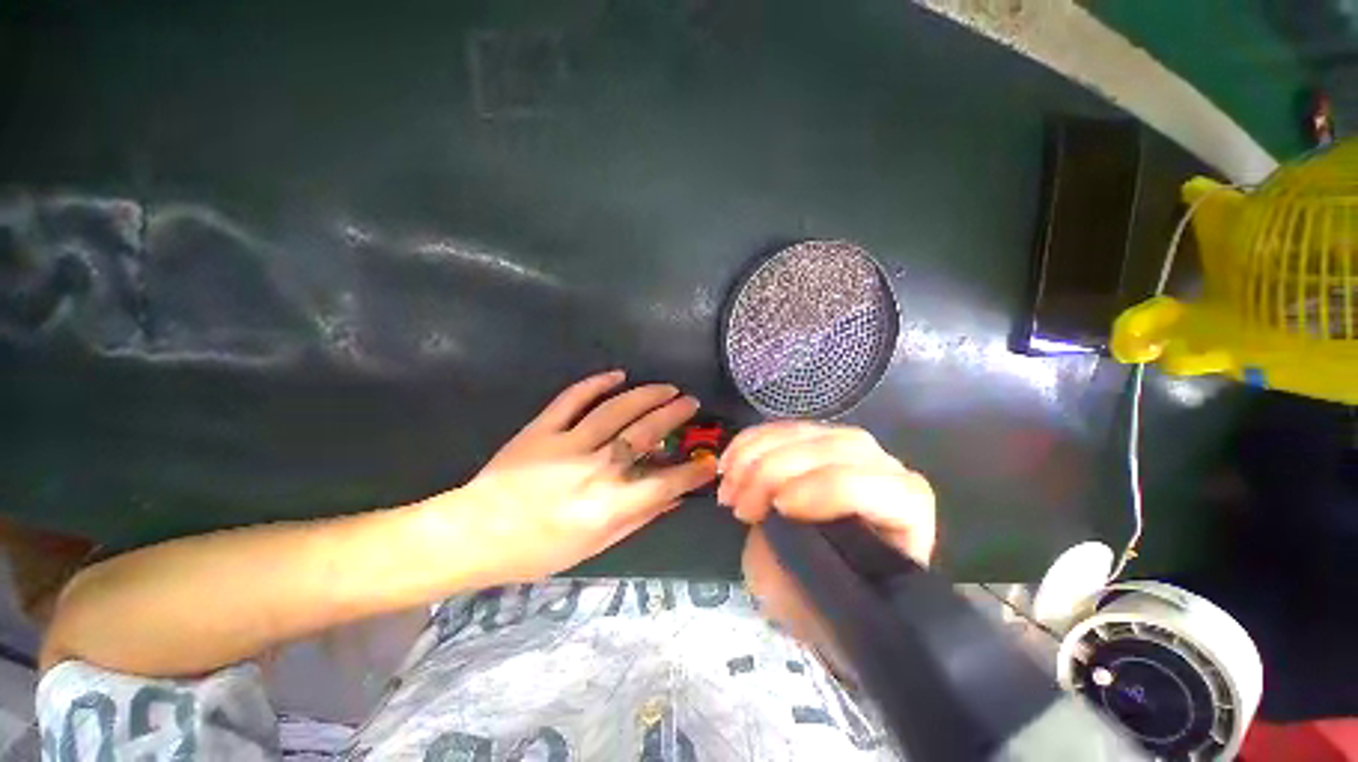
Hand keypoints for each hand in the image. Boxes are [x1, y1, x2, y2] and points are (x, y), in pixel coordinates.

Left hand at [445, 370, 716, 583]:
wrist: (476, 534)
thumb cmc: (538, 550)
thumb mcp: (595, 546)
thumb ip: (637, 519)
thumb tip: (672, 500)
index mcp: (608, 504)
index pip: (665, 482)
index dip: (693, 471)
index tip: (710, 460)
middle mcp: (596, 468)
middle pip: (645, 433)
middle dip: (674, 415)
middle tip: (690, 402)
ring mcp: (568, 443)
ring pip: (617, 410)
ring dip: (646, 394)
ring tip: (666, 387)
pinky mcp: (543, 428)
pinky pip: (573, 399)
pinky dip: (596, 383)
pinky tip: (617, 374)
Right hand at [717, 421, 935, 660]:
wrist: (828, 583)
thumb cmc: (829, 599)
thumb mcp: (813, 599)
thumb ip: (800, 563)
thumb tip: (774, 521)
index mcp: (905, 512)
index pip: (874, 487)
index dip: (823, 489)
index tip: (776, 508)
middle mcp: (885, 470)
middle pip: (833, 449)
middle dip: (774, 471)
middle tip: (738, 505)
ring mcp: (850, 448)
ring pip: (804, 432)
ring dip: (755, 454)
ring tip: (727, 485)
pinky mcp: (818, 438)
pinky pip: (781, 428)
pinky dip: (750, 442)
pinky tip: (729, 463)